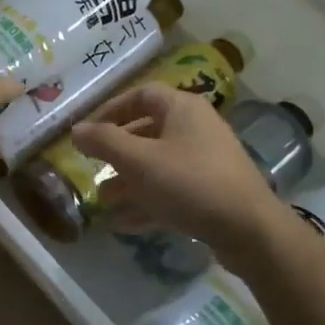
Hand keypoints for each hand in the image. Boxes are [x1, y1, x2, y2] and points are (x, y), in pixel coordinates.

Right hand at [70, 84, 285, 261]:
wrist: (249, 229)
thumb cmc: (189, 183)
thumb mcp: (139, 161)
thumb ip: (104, 142)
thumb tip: (76, 130)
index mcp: (182, 109)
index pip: (141, 95)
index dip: (111, 109)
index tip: (88, 130)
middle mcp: (196, 128)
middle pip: (148, 131)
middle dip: (117, 151)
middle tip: (93, 167)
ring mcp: (206, 161)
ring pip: (159, 164)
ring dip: (129, 180)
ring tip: (102, 199)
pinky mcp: (212, 192)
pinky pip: (172, 190)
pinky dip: (148, 202)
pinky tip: (123, 223)